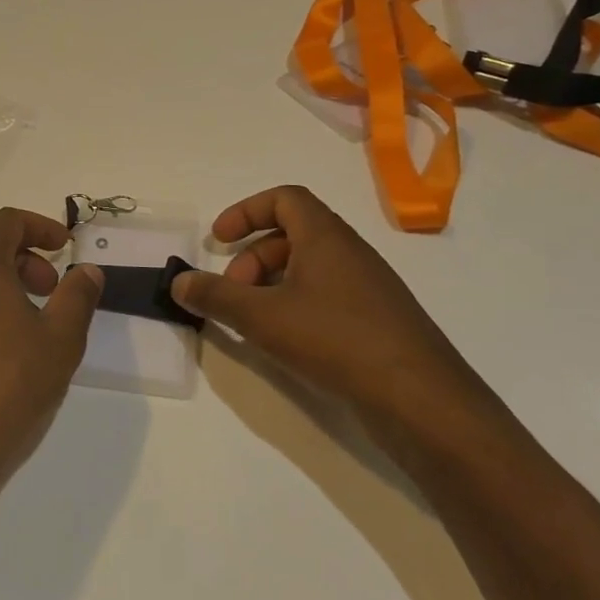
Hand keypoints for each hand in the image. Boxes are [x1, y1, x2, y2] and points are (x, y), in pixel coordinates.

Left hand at [0, 208, 103, 500]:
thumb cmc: (10, 385)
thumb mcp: (61, 339)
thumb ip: (77, 295)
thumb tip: (88, 270)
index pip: (8, 221)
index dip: (42, 227)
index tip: (66, 248)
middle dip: (23, 254)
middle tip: (51, 287)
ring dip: (0, 277)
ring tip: (30, 316)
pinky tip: (0, 340)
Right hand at [170, 186, 503, 439]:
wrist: (421, 400)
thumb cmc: (336, 340)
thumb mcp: (262, 317)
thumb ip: (215, 297)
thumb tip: (178, 282)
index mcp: (326, 237)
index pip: (285, 199)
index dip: (245, 211)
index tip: (218, 241)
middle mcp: (350, 253)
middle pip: (291, 235)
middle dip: (251, 259)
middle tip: (232, 294)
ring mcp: (367, 288)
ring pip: (308, 268)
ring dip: (271, 285)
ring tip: (252, 321)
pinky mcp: (376, 321)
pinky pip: (326, 296)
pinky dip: (295, 306)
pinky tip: (285, 342)